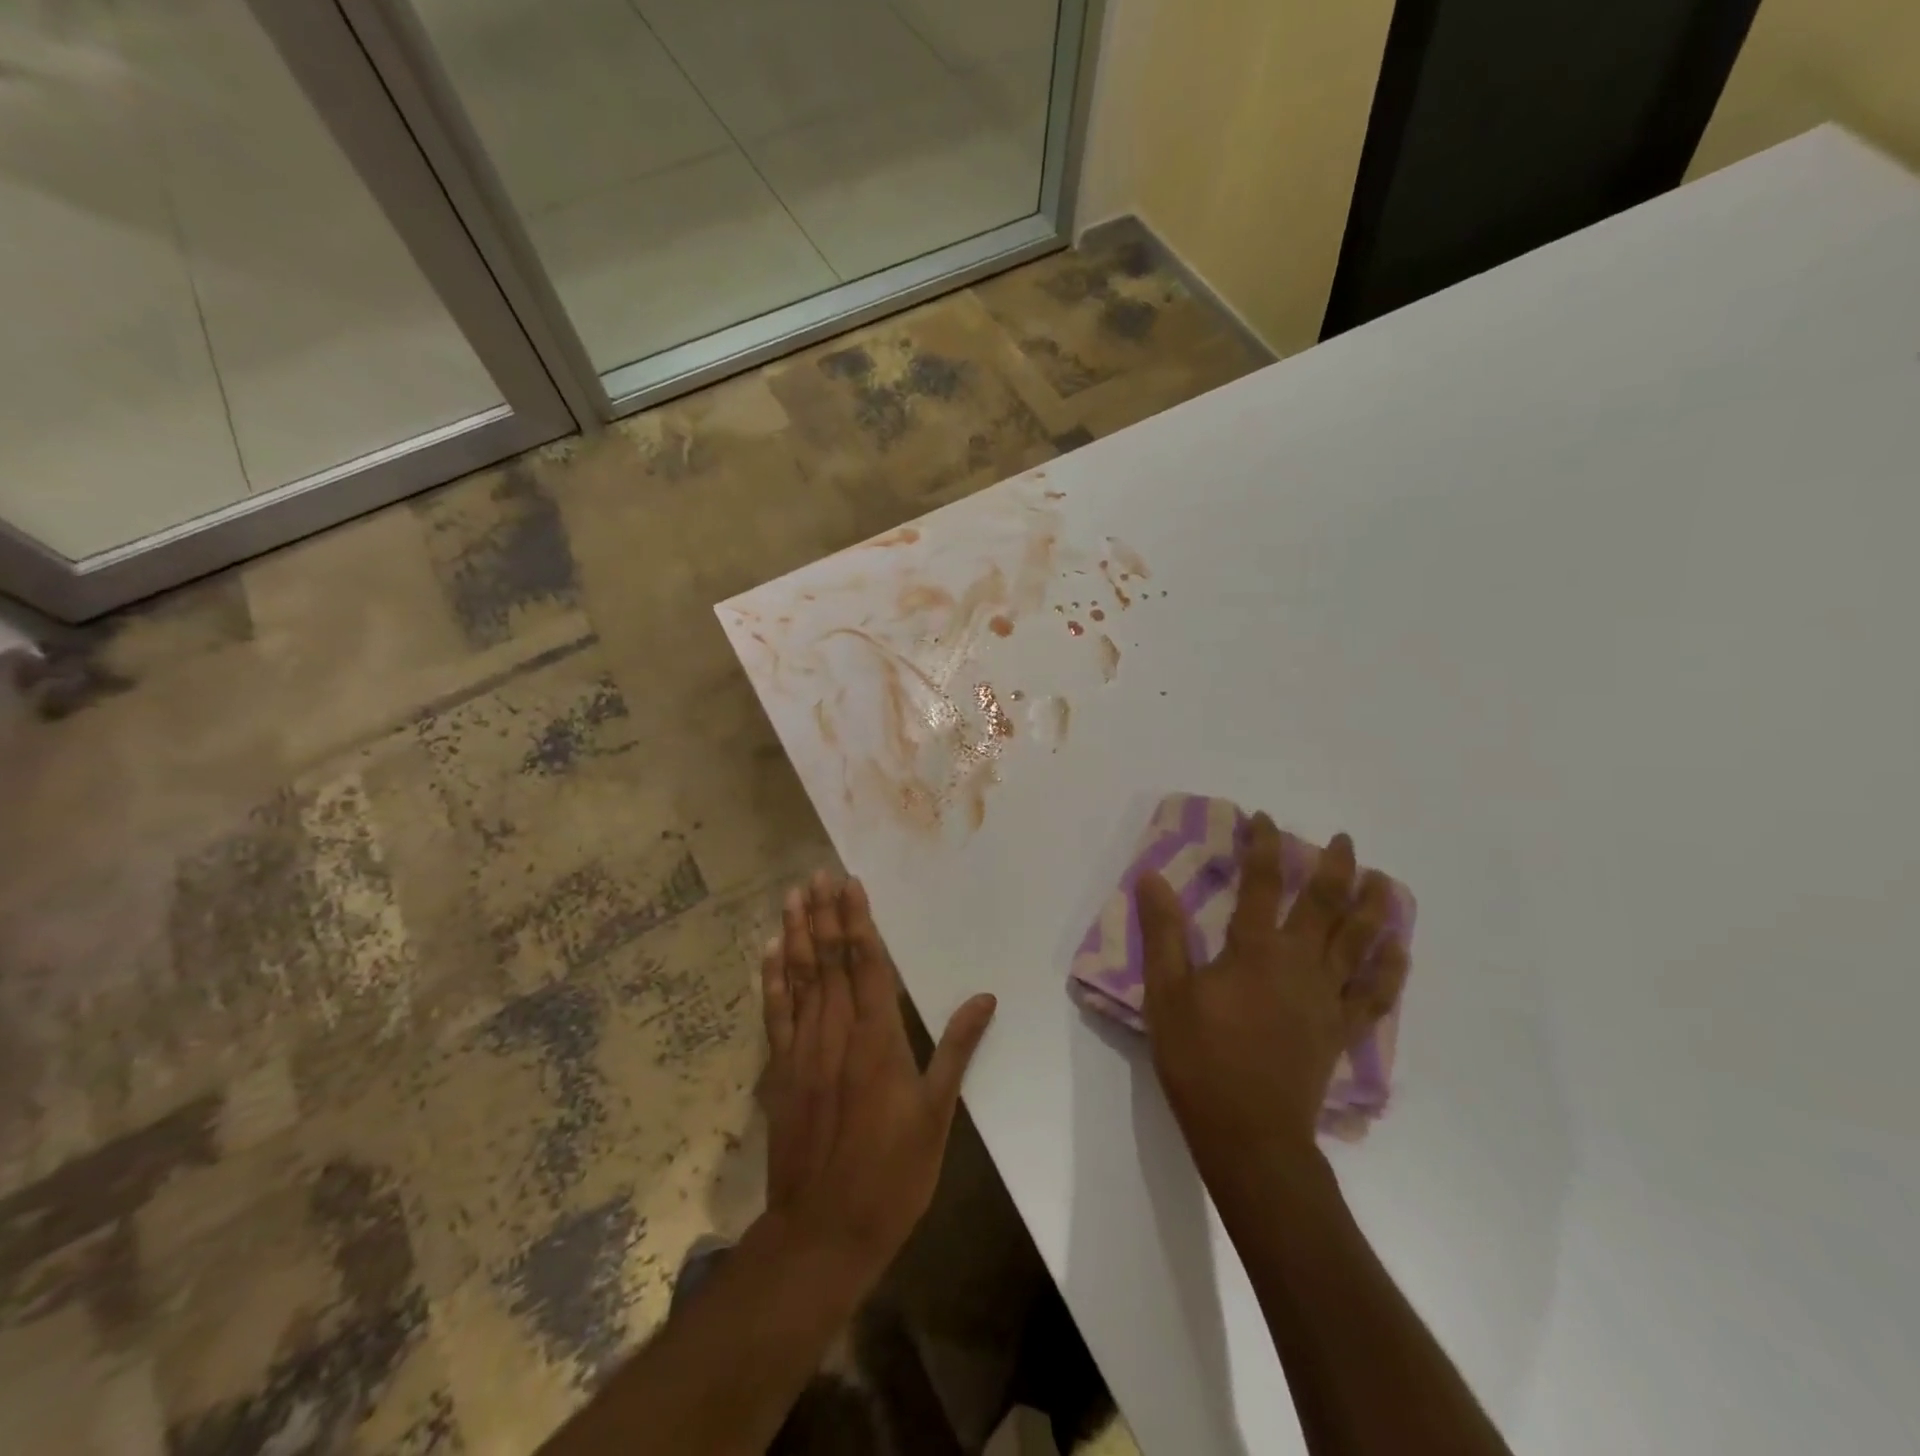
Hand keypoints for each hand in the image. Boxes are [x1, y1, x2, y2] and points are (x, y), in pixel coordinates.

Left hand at [759, 871, 996, 1279]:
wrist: (824, 1231)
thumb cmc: (892, 1174)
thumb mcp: (937, 1114)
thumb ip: (956, 1049)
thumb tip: (985, 998)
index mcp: (878, 1039)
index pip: (867, 964)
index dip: (858, 921)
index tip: (851, 884)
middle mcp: (836, 1032)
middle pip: (829, 961)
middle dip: (825, 914)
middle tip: (818, 874)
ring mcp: (802, 1050)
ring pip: (798, 978)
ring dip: (796, 934)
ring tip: (794, 896)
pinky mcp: (780, 1072)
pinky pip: (775, 1013)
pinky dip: (772, 978)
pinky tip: (771, 950)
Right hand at [1137, 819, 1407, 1168]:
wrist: (1250, 1135)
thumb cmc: (1200, 1060)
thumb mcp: (1166, 992)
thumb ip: (1163, 932)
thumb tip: (1152, 877)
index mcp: (1256, 949)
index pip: (1262, 882)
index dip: (1263, 845)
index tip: (1263, 820)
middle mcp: (1300, 963)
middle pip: (1325, 904)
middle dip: (1334, 866)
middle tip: (1343, 839)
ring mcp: (1327, 998)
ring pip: (1360, 942)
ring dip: (1374, 907)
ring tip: (1384, 880)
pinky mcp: (1340, 1032)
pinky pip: (1374, 995)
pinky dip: (1389, 970)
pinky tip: (1398, 952)